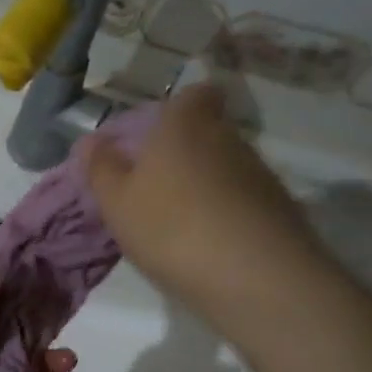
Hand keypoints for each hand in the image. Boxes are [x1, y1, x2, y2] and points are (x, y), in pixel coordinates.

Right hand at [79, 84, 330, 328]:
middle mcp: (228, 138)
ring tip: (181, 222)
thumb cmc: (171, 227)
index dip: (179, 107)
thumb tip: (91, 140)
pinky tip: (210, 245)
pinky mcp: (281, 209)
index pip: (195, 93)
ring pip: (227, 167)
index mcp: (185, 125)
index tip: (159, 132)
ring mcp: (260, 173)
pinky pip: (244, 200)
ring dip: (206, 186)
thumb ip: (102, 168)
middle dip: (186, 151)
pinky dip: (227, 213)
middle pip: (209, 131)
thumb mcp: (117, 202)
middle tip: (157, 185)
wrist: (255, 278)